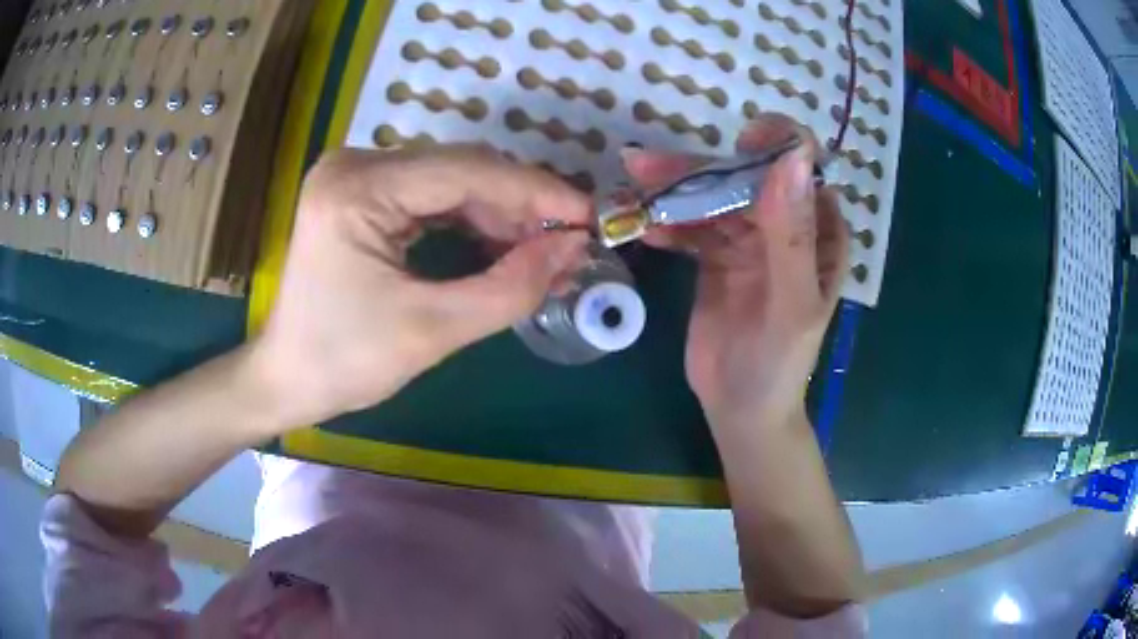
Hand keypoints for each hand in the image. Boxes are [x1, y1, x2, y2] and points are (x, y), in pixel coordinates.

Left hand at [248, 145, 589, 428]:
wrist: (288, 378)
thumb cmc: (344, 363)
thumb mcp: (432, 330)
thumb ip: (510, 287)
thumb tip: (573, 247)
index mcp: (358, 189)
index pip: (466, 171)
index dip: (535, 192)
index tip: (588, 217)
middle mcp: (356, 165)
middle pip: (461, 169)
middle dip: (521, 207)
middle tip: (569, 245)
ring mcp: (358, 176)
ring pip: (453, 182)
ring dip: (501, 217)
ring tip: (544, 254)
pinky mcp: (363, 194)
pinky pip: (433, 197)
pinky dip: (473, 223)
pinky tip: (503, 249)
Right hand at [622, 114, 848, 428]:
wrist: (740, 408)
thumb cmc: (779, 363)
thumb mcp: (792, 303)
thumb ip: (791, 235)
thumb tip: (790, 158)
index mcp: (820, 232)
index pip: (802, 170)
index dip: (775, 146)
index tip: (739, 142)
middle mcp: (787, 226)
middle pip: (745, 178)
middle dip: (701, 168)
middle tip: (648, 164)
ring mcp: (749, 239)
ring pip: (713, 198)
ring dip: (675, 190)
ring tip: (634, 182)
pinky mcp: (716, 256)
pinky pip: (691, 226)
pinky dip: (668, 221)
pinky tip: (644, 225)